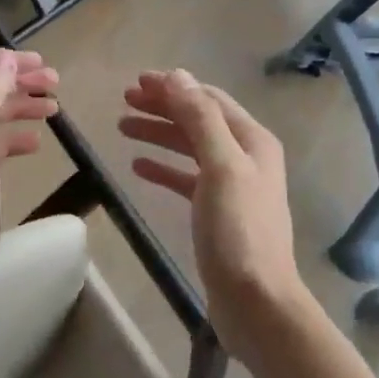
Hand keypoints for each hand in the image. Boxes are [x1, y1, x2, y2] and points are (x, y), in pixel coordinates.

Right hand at [119, 70, 308, 362]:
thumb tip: (178, 76)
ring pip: (190, 148)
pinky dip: (164, 168)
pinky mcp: (218, 213)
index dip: (174, 87)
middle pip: (199, 120)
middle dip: (164, 107)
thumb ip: (200, 120)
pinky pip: (187, 179)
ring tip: (122, 126)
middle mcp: (246, 156)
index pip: (209, 100)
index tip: (136, 81)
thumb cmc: (238, 231)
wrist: (256, 301)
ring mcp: (233, 185)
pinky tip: (139, 165)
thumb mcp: (221, 167)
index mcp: (252, 140)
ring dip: (159, 134)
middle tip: (125, 100)